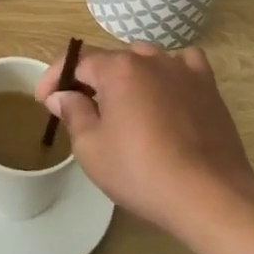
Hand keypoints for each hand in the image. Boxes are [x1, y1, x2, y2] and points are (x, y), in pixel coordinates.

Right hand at [38, 43, 253, 235]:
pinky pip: (183, 65)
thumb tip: (61, 95)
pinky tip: (166, 92)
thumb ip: (73, 113)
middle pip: (110, 60)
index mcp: (118, 68)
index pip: (77, 61)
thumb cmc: (142, 172)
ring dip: (127, 77)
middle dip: (90, 81)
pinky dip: (168, 73)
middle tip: (80, 110)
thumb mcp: (92, 149)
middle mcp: (150, 58)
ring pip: (145, 60)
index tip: (44, 101)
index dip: (55, 77)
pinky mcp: (208, 86)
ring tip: (123, 105)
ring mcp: (183, 69)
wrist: (210, 195)